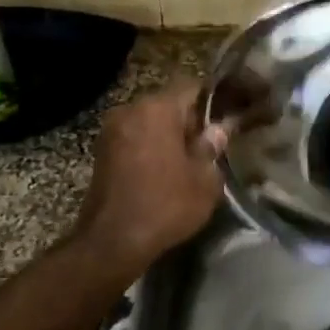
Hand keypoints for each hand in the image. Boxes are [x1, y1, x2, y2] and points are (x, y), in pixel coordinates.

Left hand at [73, 81, 226, 276]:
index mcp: (157, 109)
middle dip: (189, 120)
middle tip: (210, 144)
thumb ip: (212, 148)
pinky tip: (164, 170)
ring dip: (168, 135)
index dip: (213, 100)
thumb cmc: (166, 205)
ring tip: (188, 160)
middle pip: (168, 104)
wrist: (112, 242)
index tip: (227, 117)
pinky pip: (135, 139)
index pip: (192, 87)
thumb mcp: (204, 180)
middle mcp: (130, 110)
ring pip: (150, 122)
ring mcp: (111, 130)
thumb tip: (218, 130)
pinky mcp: (101, 152)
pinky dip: (150, 147)